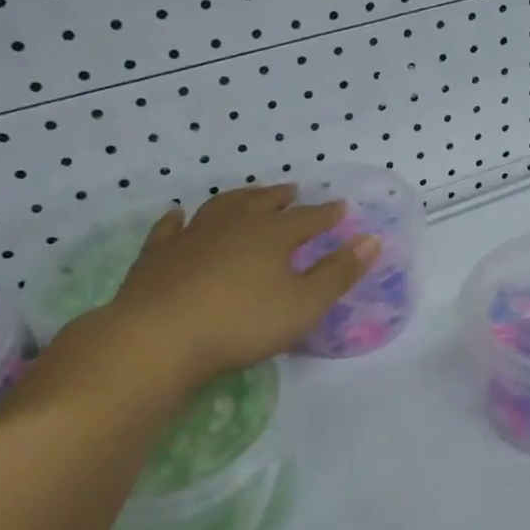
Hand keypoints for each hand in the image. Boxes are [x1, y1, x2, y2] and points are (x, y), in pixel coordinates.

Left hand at [15, 185, 378, 421]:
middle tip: (292, 191)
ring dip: (238, 199)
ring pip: (220, 207)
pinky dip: (178, 220)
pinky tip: (179, 216)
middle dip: (280, 198)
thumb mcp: (304, 304)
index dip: (326, 214)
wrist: (159, 338)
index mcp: (272, 235)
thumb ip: (339, 272)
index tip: (340, 207)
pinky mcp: (157, 255)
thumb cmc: (242, 322)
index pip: (307, 219)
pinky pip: (171, 228)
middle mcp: (233, 225)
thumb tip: (371, 240)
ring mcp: (191, 236)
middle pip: (262, 203)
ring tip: (248, 196)